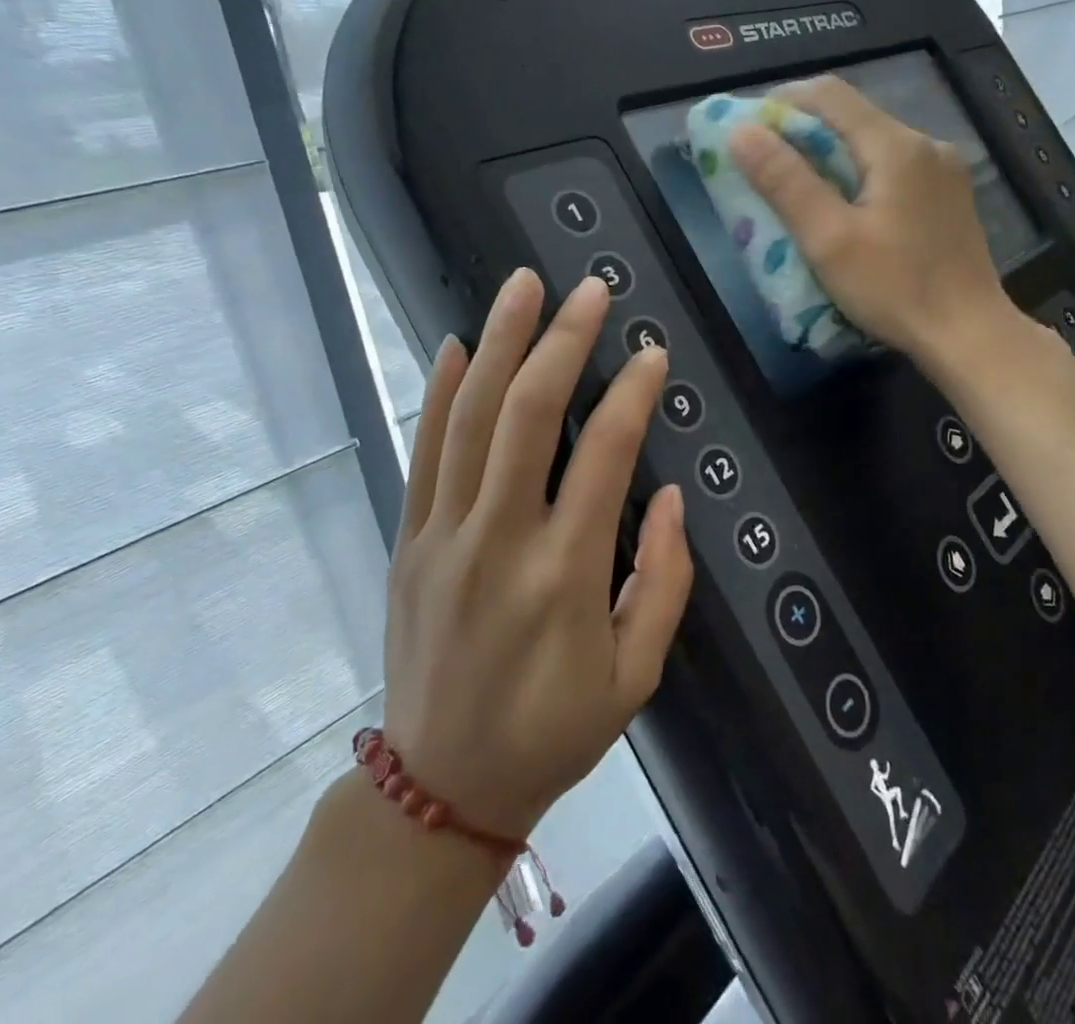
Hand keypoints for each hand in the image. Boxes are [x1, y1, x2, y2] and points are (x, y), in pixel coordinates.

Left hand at [383, 268, 693, 842]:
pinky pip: (424, 451)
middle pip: (526, 415)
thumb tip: (665, 494)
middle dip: (560, 342)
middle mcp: (499, 539)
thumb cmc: (555, 730)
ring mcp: (444, 535)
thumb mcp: (637, 674)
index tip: (652, 352)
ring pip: (469, 418)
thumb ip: (663, 580)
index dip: (632, 394)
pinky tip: (453, 344)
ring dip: (498, 343)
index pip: (604, 456)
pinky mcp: (410, 539)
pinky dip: (439, 392)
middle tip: (589, 290)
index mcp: (564, 575)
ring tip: (522, 286)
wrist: (440, 787)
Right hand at [729, 76, 1011, 366]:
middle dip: (804, 130)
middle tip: (766, 162)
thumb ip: (786, 182)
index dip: (782, 102)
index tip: (748, 128)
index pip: (830, 95)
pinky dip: (861, 173)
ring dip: (832, 154)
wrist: (970, 335)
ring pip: (874, 142)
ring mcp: (944, 169)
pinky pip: (895, 167)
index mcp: (896, 146)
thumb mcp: (829, 240)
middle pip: (854, 116)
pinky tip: (847, 206)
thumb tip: (741, 132)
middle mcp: (926, 143)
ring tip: (800, 186)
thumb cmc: (895, 289)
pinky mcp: (950, 196)